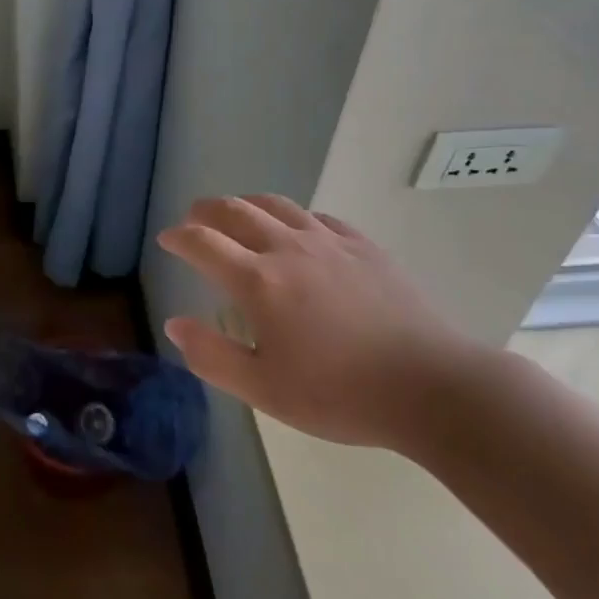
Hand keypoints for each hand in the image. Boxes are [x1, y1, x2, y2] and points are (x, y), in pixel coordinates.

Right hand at [158, 196, 482, 451]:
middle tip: (193, 219)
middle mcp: (287, 248)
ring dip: (246, 204)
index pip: (203, 243)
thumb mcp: (264, 390)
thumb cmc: (340, 394)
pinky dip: (293, 217)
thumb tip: (175, 324)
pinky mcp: (362, 246)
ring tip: (237, 213)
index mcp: (258, 280)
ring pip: (275, 205)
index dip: (179, 237)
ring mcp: (328, 241)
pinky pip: (317, 217)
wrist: (431, 386)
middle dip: (206, 211)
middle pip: (235, 211)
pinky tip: (298, 231)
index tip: (167, 240)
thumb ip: (212, 356)